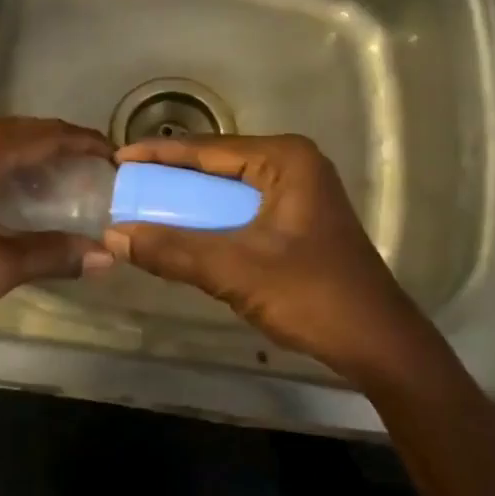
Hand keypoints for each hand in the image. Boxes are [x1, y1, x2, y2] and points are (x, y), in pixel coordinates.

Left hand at [0, 115, 114, 325]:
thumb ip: (50, 255)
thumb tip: (105, 256)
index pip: (50, 134)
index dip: (87, 144)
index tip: (116, 158)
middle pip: (26, 130)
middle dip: (62, 149)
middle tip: (92, 176)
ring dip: (30, 153)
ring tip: (58, 182)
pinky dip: (1, 156)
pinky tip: (8, 185)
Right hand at [104, 134, 424, 383]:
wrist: (380, 346)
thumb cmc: (313, 296)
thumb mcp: (236, 270)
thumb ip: (175, 251)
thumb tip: (114, 235)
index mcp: (285, 159)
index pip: (208, 149)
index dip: (159, 153)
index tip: (118, 157)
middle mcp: (293, 165)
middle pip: (218, 165)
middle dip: (172, 176)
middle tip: (127, 184)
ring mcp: (299, 193)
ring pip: (229, 190)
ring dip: (191, 201)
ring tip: (145, 205)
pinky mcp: (299, 221)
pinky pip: (243, 210)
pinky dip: (213, 220)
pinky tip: (184, 232)